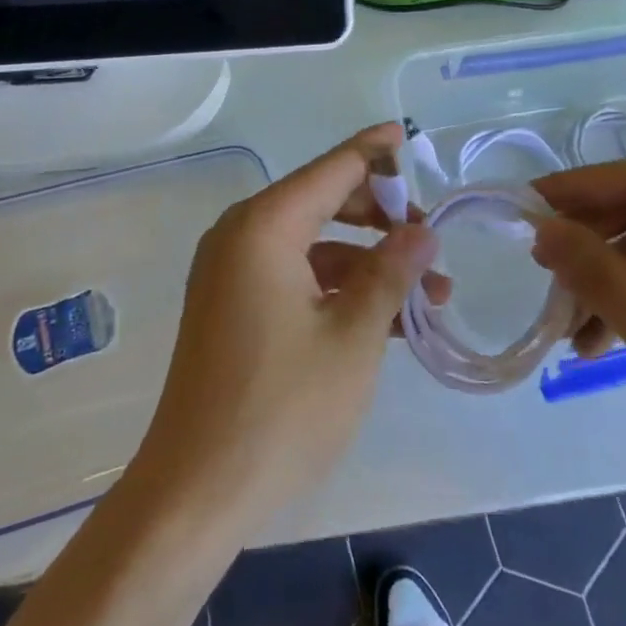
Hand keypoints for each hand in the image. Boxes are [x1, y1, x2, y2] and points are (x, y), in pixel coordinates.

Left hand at [129, 123, 444, 531]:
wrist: (195, 491)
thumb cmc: (282, 407)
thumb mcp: (354, 337)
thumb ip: (391, 273)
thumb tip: (422, 233)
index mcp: (265, 226)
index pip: (332, 169)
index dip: (373, 152)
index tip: (406, 134)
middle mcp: (241, 235)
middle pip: (322, 202)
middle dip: (380, 217)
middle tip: (431, 242)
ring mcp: (231, 273)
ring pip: (312, 245)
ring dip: (366, 263)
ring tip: (427, 295)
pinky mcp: (230, 306)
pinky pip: (293, 276)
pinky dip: (336, 288)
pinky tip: (384, 318)